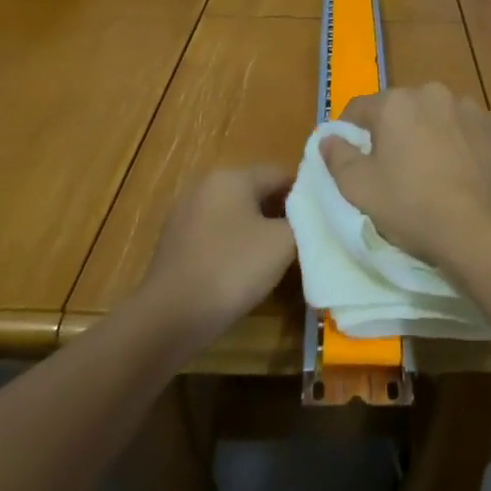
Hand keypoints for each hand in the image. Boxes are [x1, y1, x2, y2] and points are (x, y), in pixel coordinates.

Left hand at [141, 166, 296, 352]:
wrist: (169, 317)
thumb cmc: (232, 269)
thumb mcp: (282, 244)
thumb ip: (302, 221)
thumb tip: (305, 216)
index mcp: (231, 176)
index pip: (279, 173)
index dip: (305, 194)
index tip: (320, 219)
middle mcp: (205, 185)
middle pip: (255, 191)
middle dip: (280, 212)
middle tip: (302, 240)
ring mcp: (185, 212)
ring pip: (234, 213)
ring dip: (256, 230)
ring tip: (275, 258)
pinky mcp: (174, 241)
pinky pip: (215, 234)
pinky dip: (232, 245)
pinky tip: (242, 271)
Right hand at [319, 83, 490, 271]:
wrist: (484, 229)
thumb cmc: (413, 207)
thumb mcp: (360, 190)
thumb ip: (338, 158)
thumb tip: (329, 138)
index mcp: (395, 103)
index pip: (359, 109)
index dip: (351, 132)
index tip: (354, 157)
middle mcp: (433, 93)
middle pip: (403, 109)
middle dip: (396, 131)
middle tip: (396, 168)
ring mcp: (471, 108)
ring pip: (440, 116)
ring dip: (433, 133)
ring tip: (436, 171)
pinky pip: (472, 130)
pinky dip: (466, 143)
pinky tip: (468, 172)